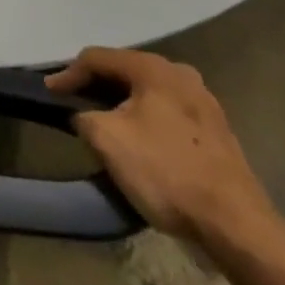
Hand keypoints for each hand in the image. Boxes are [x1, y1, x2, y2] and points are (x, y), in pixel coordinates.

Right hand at [45, 47, 277, 244]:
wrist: (236, 226)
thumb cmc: (165, 172)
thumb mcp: (106, 139)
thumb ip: (83, 115)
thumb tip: (85, 115)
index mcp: (154, 68)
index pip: (97, 58)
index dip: (68, 74)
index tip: (48, 93)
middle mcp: (181, 75)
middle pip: (125, 71)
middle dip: (96, 85)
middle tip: (73, 102)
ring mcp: (204, 102)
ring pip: (148, 92)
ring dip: (122, 103)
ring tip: (102, 121)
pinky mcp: (216, 131)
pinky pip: (167, 112)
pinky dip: (145, 118)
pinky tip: (138, 139)